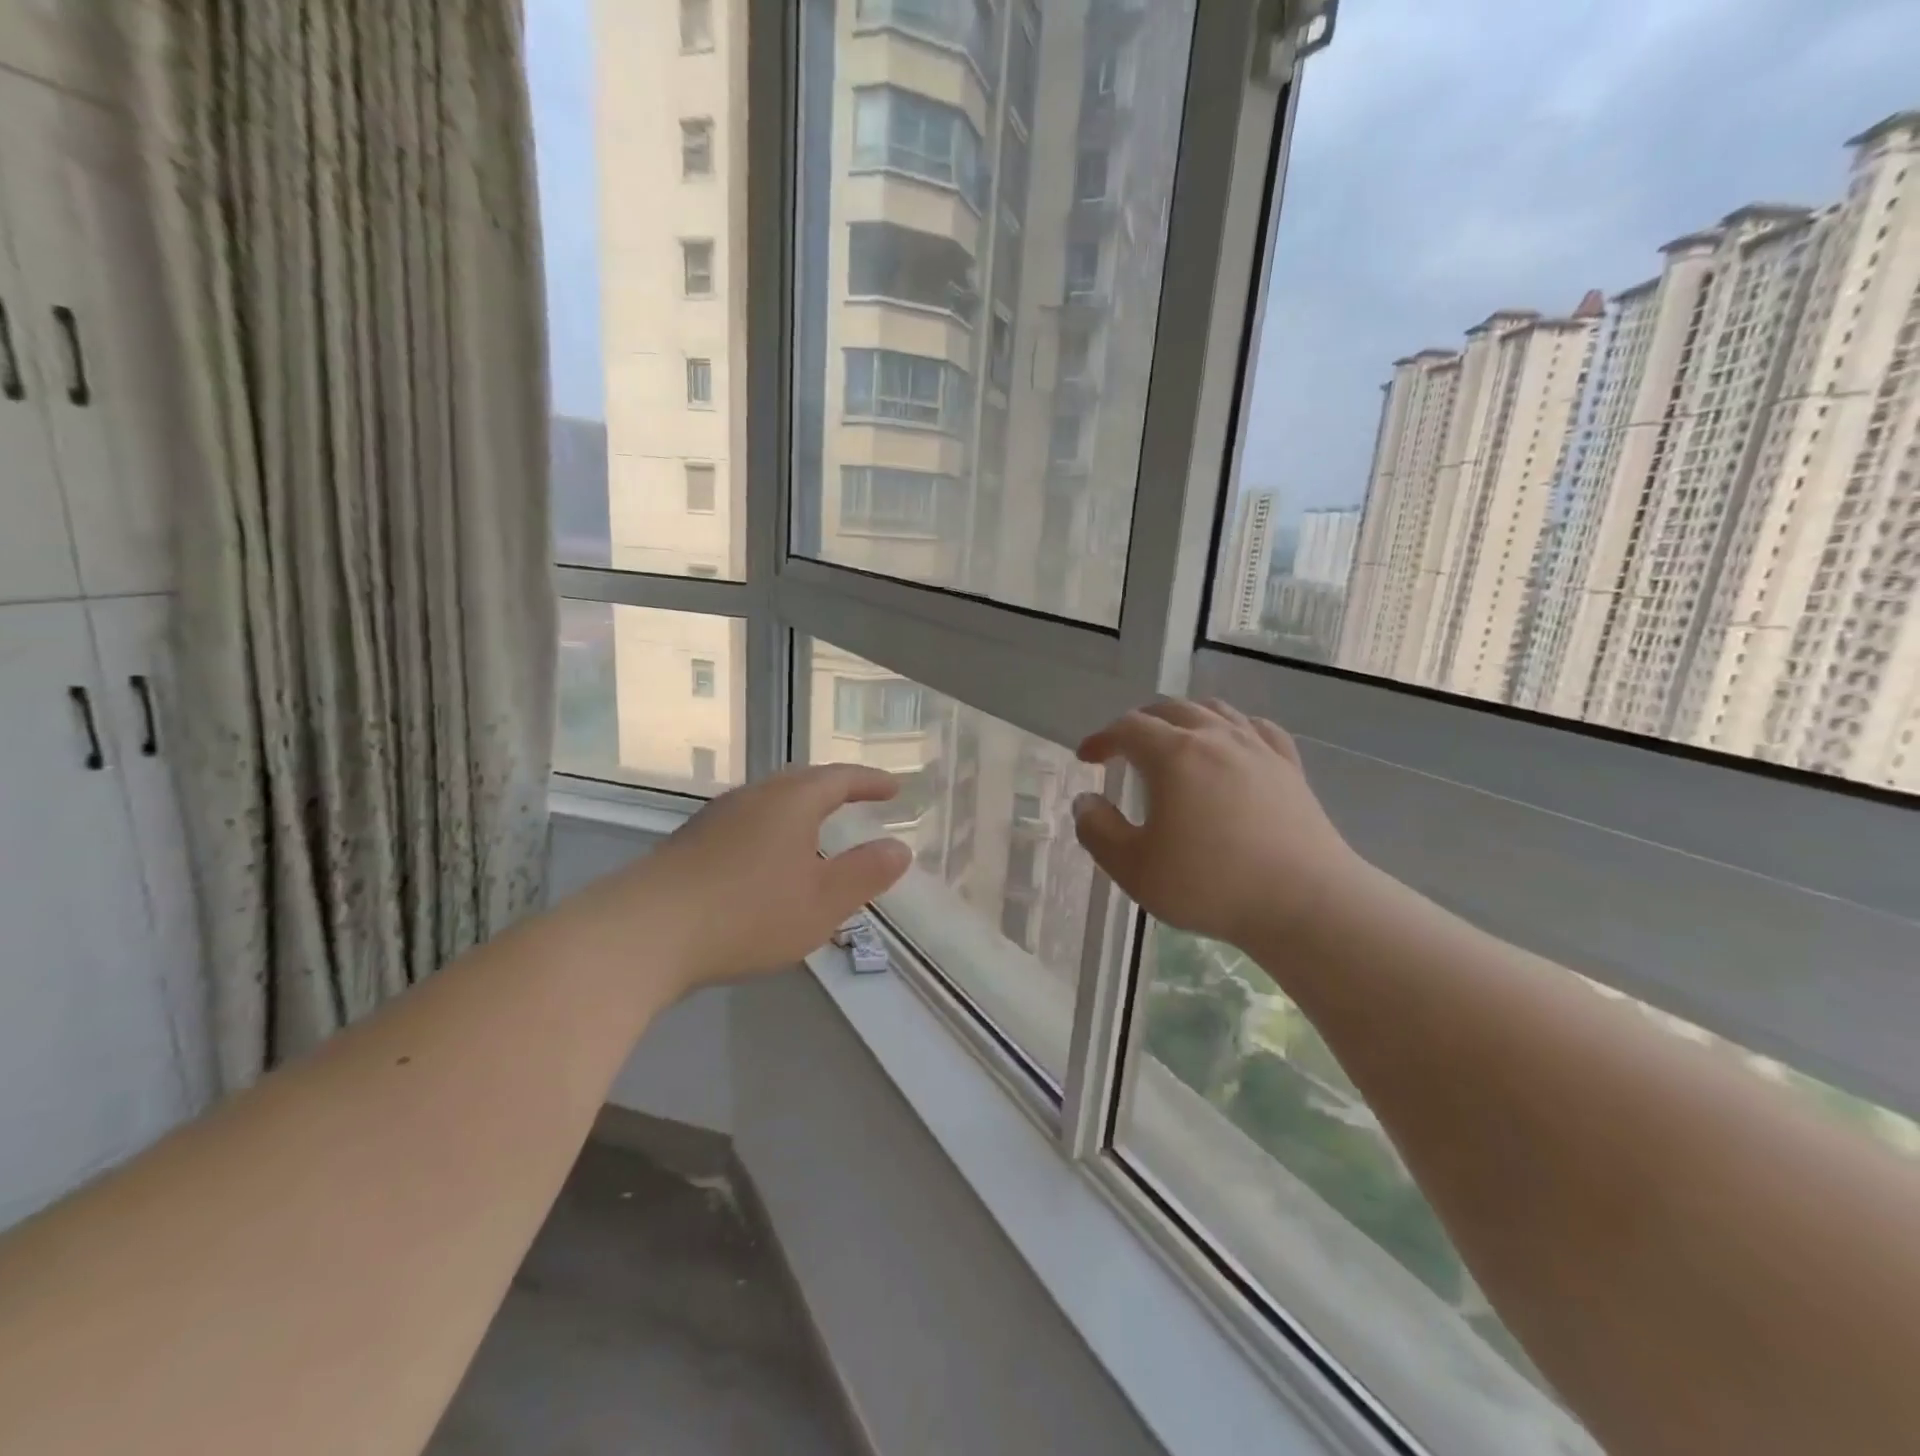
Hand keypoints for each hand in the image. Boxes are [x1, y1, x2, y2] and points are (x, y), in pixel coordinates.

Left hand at [624, 764, 911, 992]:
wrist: (644, 932)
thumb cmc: (748, 913)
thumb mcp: (822, 902)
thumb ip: (865, 873)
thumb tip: (899, 848)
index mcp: (791, 801)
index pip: (840, 778)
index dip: (870, 781)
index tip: (893, 787)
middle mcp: (753, 797)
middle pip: (801, 780)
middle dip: (834, 788)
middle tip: (857, 798)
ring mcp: (716, 818)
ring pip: (769, 800)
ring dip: (799, 808)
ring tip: (816, 829)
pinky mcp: (689, 843)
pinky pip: (745, 822)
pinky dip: (771, 829)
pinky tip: (766, 860)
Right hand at [1073, 699, 1367, 952]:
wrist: (1305, 903)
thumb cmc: (1210, 885)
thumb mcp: (1133, 868)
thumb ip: (1098, 830)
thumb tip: (1086, 801)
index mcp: (1173, 754)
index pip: (1127, 728)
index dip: (1101, 738)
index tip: (1087, 757)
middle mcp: (1215, 737)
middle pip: (1169, 709)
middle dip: (1139, 723)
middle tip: (1123, 748)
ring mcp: (1257, 748)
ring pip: (1213, 711)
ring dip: (1183, 718)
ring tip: (1173, 740)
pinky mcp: (1289, 767)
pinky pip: (1256, 728)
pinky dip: (1231, 728)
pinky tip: (1231, 744)